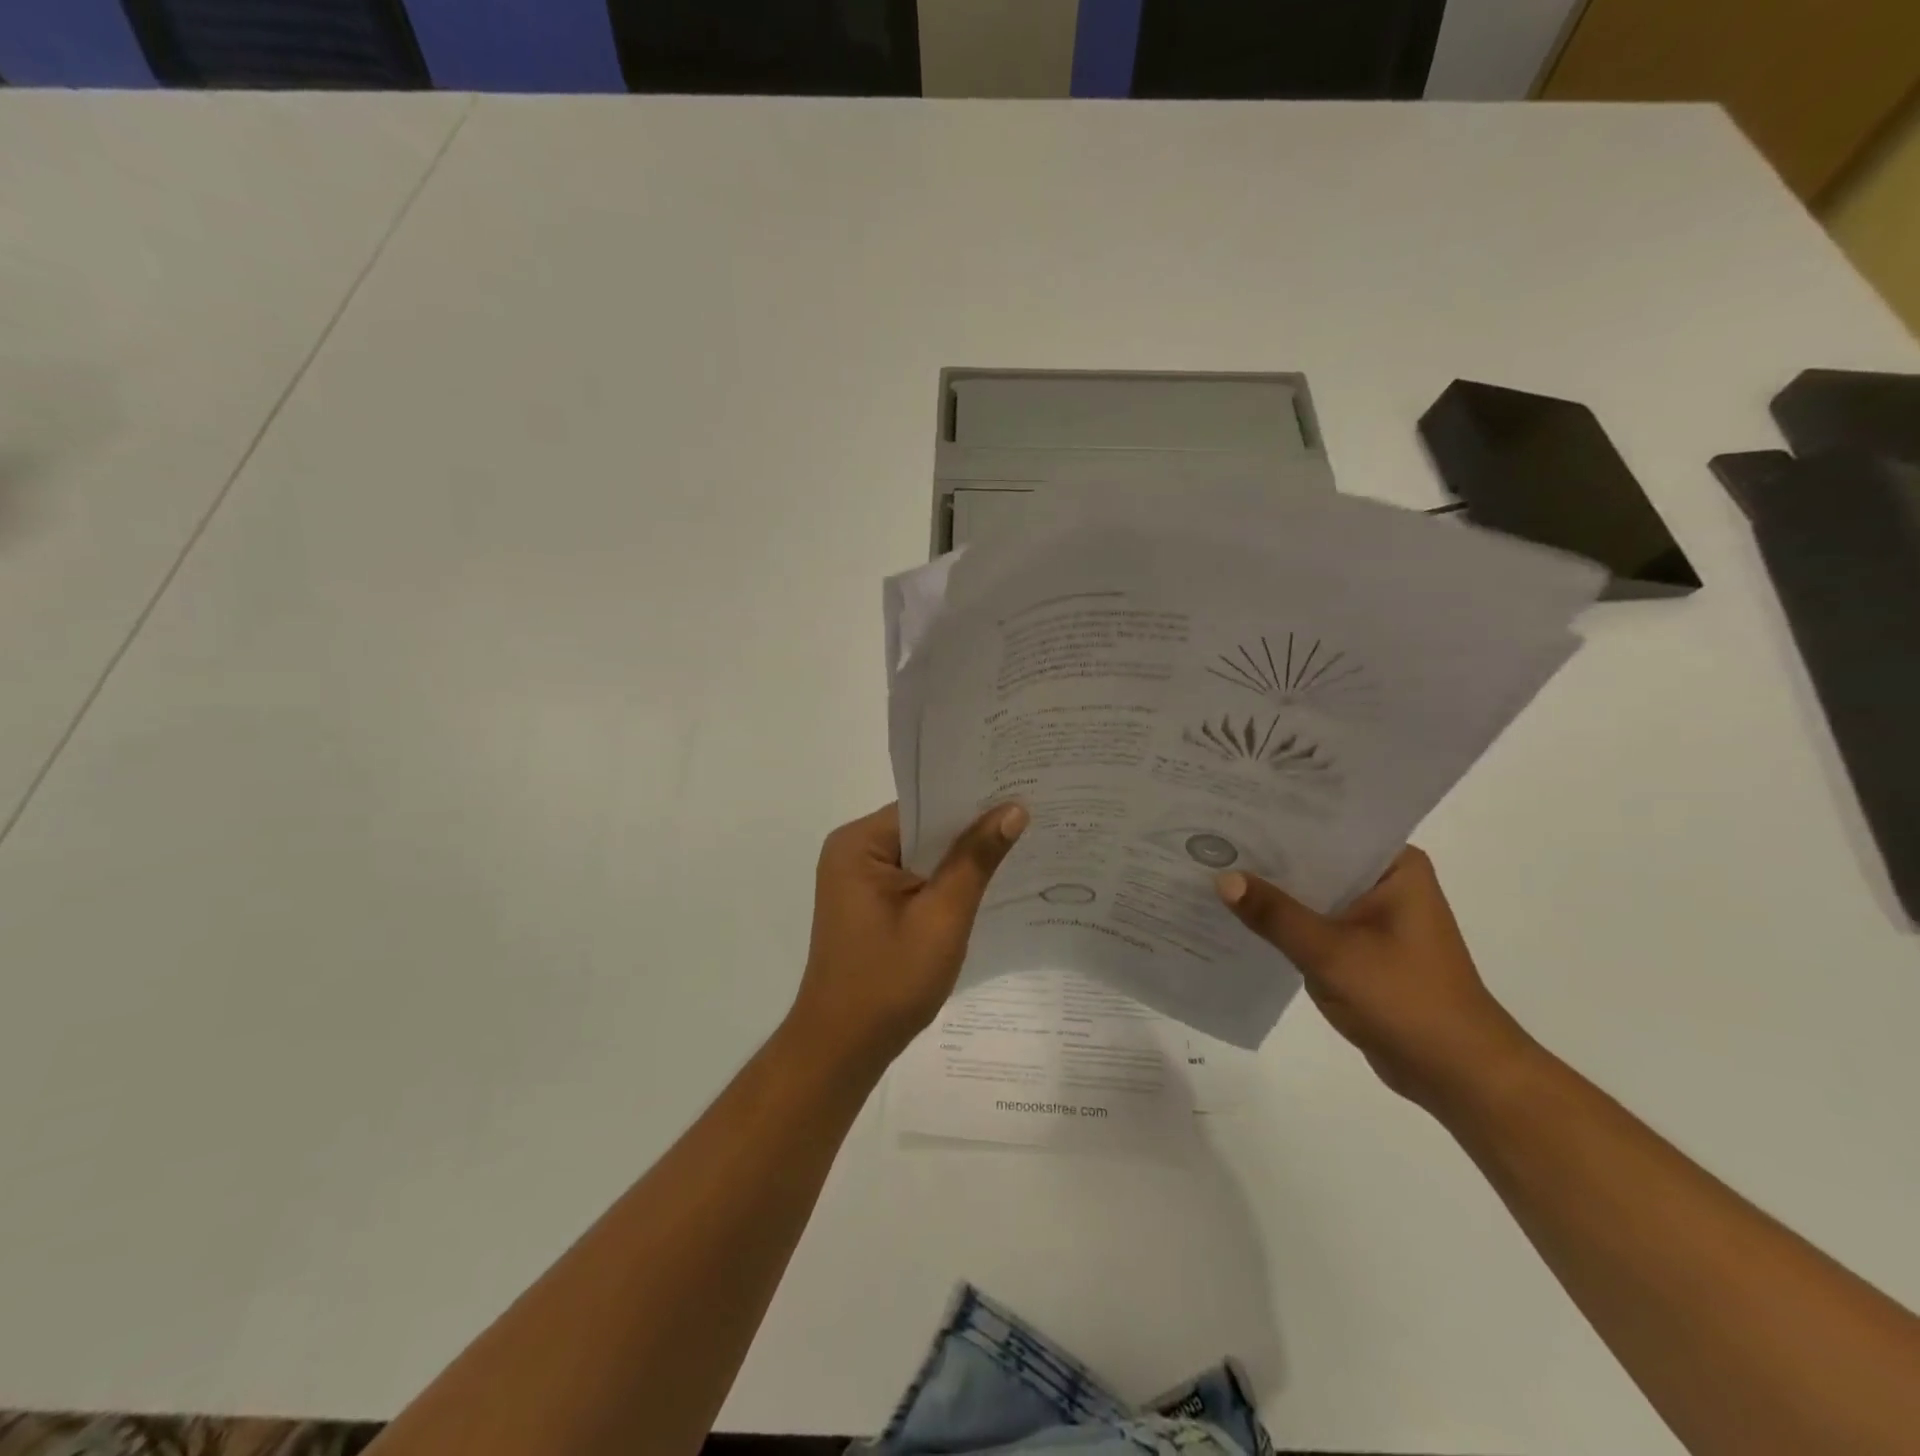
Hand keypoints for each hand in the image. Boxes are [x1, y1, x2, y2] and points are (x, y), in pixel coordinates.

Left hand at [788, 801, 1026, 1073]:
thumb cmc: (889, 982)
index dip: (972, 800)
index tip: (1021, 791)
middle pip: (922, 826)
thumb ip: (976, 860)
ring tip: (1019, 843)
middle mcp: (852, 851)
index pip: (924, 805)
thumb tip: (1014, 808)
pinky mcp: (868, 902)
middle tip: (1031, 816)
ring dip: (959, 857)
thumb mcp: (942, 918)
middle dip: (971, 828)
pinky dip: (943, 880)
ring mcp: (857, 878)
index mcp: (858, 844)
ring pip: (920, 853)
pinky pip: (913, 876)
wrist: (843, 1049)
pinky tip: (984, 882)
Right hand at [1217, 847, 1535, 1111]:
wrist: (1458, 1076)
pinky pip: (1312, 922)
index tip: (1230, 809)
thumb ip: (1275, 914)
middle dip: (1267, 855)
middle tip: (1210, 836)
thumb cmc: (1407, 1001)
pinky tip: (1237, 914)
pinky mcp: (1360, 948)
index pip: (1327, 827)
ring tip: (1212, 867)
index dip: (1278, 820)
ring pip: (1311, 892)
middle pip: (1315, 858)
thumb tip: (1222, 877)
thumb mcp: (1332, 953)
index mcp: (1394, 867)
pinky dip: (1282, 921)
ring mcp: (1372, 916)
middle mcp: (1384, 882)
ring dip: (1272, 891)